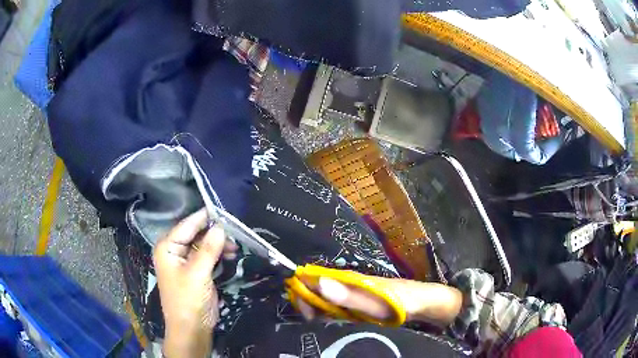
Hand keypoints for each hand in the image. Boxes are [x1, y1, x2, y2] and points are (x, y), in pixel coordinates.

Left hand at [153, 209, 236, 356]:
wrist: (191, 329)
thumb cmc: (188, 300)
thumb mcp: (198, 274)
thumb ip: (208, 249)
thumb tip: (221, 227)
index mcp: (167, 247)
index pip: (186, 225)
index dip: (204, 217)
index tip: (223, 209)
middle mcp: (174, 251)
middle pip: (195, 234)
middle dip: (213, 233)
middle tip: (234, 231)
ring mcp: (185, 262)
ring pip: (203, 245)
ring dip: (218, 245)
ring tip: (234, 247)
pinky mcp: (196, 272)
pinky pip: (207, 257)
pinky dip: (218, 255)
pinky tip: (230, 255)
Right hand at [296, 276, 462, 326]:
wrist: (428, 305)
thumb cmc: (406, 302)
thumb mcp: (379, 302)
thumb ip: (351, 296)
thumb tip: (320, 283)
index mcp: (351, 280)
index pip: (317, 278)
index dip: (304, 291)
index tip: (303, 312)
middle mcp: (350, 285)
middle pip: (319, 289)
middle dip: (308, 303)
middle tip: (309, 323)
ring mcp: (356, 296)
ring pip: (327, 300)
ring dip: (317, 311)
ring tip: (313, 327)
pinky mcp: (361, 306)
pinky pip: (339, 310)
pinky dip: (330, 317)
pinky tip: (328, 327)